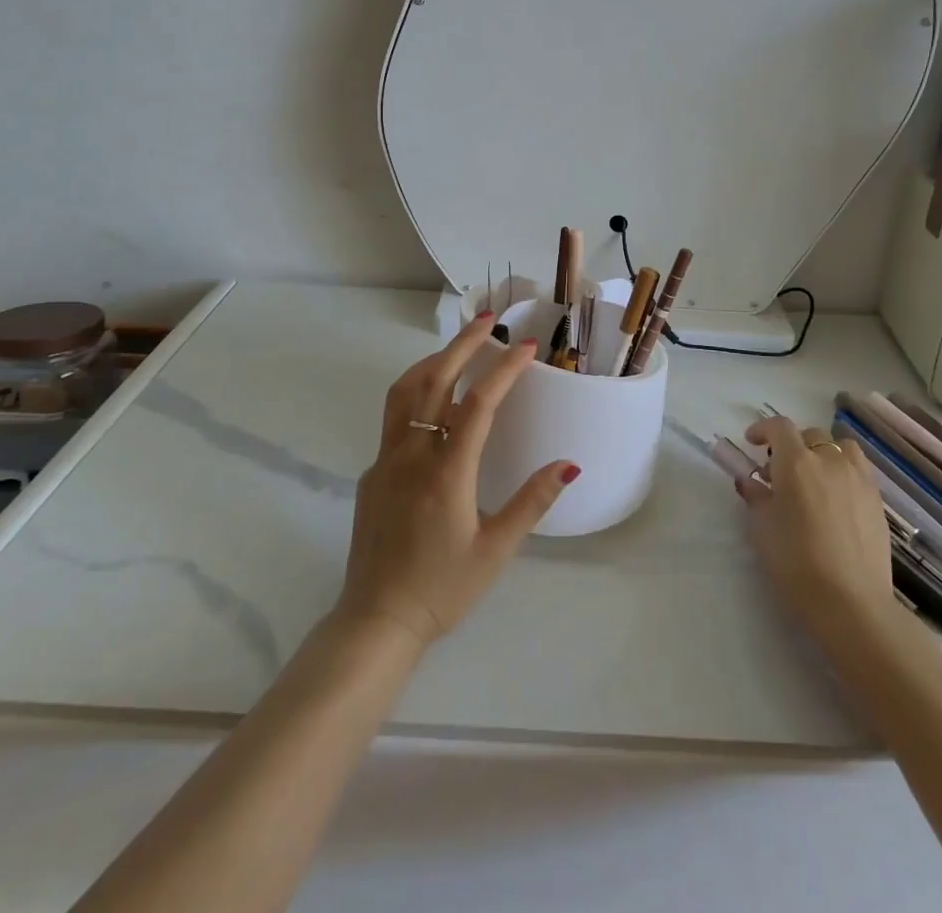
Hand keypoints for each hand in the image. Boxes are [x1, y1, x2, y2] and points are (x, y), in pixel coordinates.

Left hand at [334, 312, 579, 649]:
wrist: (376, 621)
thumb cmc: (442, 589)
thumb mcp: (496, 550)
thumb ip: (532, 502)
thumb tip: (568, 464)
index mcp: (446, 472)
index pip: (478, 403)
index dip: (504, 369)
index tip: (526, 346)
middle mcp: (412, 454)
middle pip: (435, 380)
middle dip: (463, 345)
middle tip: (488, 320)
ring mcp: (386, 461)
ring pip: (404, 392)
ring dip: (432, 361)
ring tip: (457, 349)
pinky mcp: (372, 473)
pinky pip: (394, 418)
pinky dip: (416, 393)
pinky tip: (435, 406)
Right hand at [740, 416, 906, 635]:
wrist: (851, 602)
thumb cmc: (796, 562)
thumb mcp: (762, 529)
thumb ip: (756, 497)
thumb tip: (751, 482)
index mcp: (796, 462)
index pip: (779, 427)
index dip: (763, 429)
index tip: (752, 442)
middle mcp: (829, 460)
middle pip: (811, 434)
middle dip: (793, 445)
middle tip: (780, 472)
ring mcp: (858, 478)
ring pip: (841, 447)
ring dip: (824, 453)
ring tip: (815, 477)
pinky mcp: (877, 500)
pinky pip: (859, 470)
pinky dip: (844, 472)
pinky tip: (836, 499)